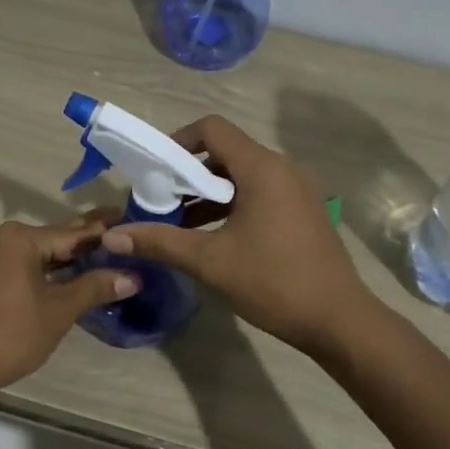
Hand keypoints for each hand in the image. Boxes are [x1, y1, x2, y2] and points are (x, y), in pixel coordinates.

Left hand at [0, 219, 136, 409]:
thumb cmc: (10, 335)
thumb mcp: (58, 311)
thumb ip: (94, 287)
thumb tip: (133, 276)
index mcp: (20, 239)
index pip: (72, 233)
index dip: (104, 231)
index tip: (130, 218)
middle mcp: (1, 240)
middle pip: (54, 240)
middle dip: (87, 240)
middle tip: (123, 232)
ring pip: (39, 255)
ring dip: (68, 259)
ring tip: (104, 256)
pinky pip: (23, 267)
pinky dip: (48, 271)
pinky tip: (70, 277)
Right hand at [102, 115, 374, 358]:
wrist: (338, 319)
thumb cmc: (273, 282)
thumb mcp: (210, 261)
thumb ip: (160, 242)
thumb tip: (111, 237)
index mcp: (262, 168)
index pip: (213, 129)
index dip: (178, 142)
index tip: (155, 171)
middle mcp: (283, 168)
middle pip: (226, 152)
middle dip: (189, 173)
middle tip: (160, 201)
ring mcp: (298, 189)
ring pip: (243, 176)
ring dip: (209, 193)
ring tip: (179, 223)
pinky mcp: (304, 210)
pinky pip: (261, 193)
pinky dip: (232, 205)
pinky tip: (212, 236)